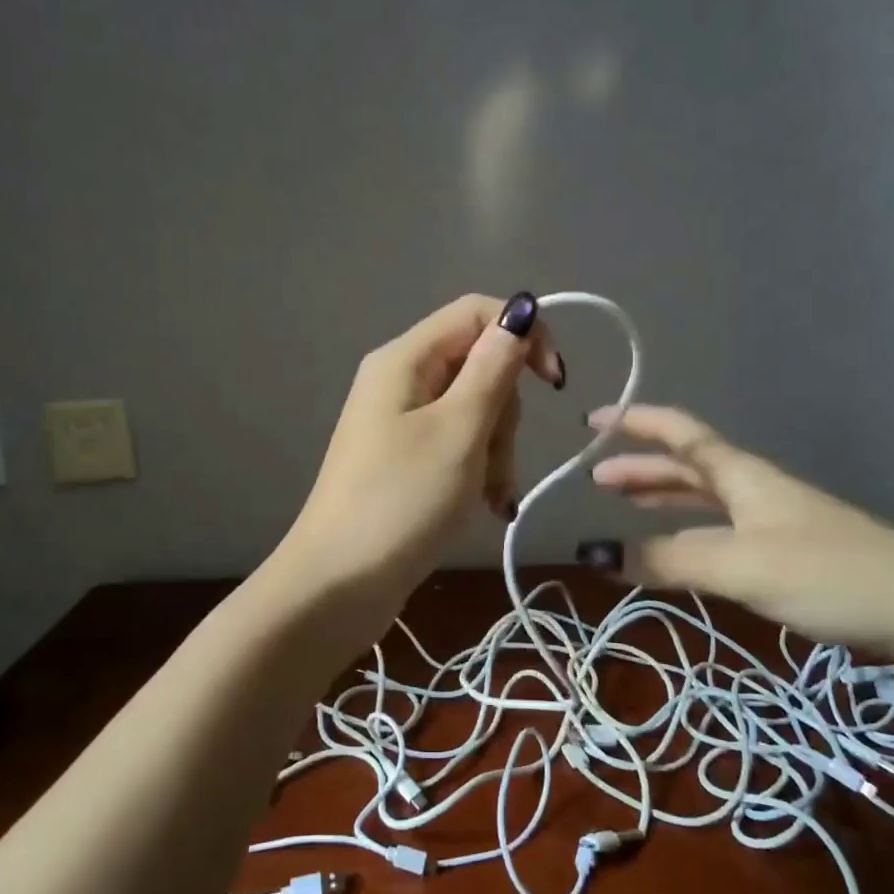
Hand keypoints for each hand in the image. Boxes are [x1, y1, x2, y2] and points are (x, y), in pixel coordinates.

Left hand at [278, 293, 563, 618]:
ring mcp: (401, 421)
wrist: (339, 583)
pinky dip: (478, 468)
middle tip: (495, 458)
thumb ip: (494, 368)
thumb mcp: (459, 430)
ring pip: (475, 409)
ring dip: (496, 449)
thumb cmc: (401, 501)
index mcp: (405, 358)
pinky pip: (458, 443)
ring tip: (489, 495)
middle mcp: (401, 379)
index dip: (524, 334)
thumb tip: (522, 310)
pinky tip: (486, 505)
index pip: (477, 312)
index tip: (554, 382)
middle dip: (503, 412)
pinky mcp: (406, 458)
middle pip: (479, 364)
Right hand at [579, 404, 893, 658]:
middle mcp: (753, 488)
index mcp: (741, 475)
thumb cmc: (830, 573)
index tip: (592, 421)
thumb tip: (598, 553)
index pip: (679, 433)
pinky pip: (720, 529)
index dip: (635, 421)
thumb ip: (669, 560)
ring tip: (625, 504)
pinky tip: (680, 551)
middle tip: (595, 477)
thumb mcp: (740, 565)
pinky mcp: (787, 553)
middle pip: (687, 464)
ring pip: (704, 497)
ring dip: (662, 496)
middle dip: (639, 466)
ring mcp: (773, 519)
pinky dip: (687, 532)